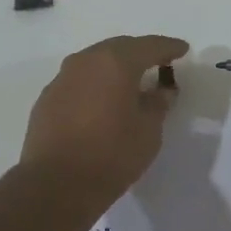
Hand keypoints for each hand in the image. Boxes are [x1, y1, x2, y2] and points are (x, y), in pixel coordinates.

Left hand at [21, 35, 187, 200]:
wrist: (56, 184)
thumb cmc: (112, 154)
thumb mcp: (148, 131)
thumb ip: (158, 104)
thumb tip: (161, 91)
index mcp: (116, 63)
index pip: (149, 46)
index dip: (168, 47)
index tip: (183, 49)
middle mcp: (86, 61)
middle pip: (119, 48)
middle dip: (140, 53)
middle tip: (158, 62)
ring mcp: (62, 78)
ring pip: (95, 62)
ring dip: (114, 68)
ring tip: (130, 81)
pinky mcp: (47, 98)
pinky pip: (78, 81)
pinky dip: (95, 84)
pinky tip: (102, 101)